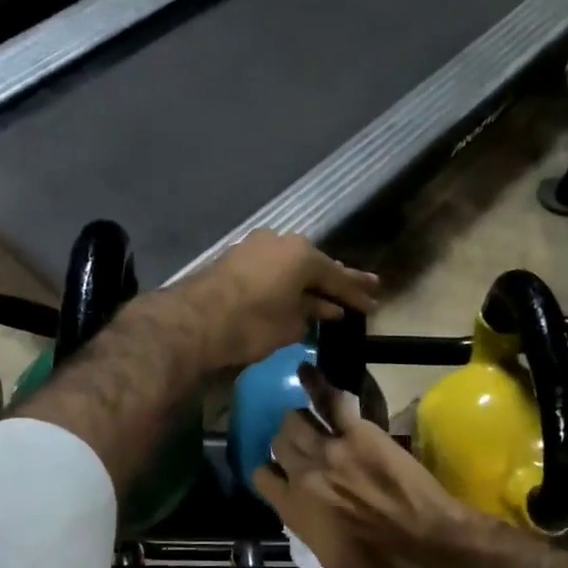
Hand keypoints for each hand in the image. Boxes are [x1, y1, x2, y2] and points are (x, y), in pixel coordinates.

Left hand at [170, 232, 378, 371]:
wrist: (194, 321)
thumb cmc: (252, 324)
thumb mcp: (291, 326)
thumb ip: (313, 314)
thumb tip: (326, 309)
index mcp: (303, 256)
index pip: (339, 278)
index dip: (357, 295)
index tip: (374, 306)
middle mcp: (283, 241)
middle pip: (317, 265)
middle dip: (338, 280)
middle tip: (364, 288)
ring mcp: (257, 246)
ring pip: (293, 264)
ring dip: (310, 279)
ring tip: (329, 291)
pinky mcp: (237, 257)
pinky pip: (273, 266)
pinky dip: (287, 279)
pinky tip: (294, 289)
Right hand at [252, 381, 471, 567]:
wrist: (425, 543)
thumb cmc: (381, 564)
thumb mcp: (330, 559)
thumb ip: (307, 527)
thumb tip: (302, 510)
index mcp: (293, 509)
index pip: (263, 478)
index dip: (272, 473)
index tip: (281, 473)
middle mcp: (303, 475)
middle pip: (279, 443)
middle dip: (287, 443)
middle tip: (303, 446)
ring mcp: (329, 449)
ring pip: (295, 420)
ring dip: (300, 421)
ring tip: (310, 421)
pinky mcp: (358, 432)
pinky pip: (329, 401)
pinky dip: (316, 384)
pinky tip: (306, 371)